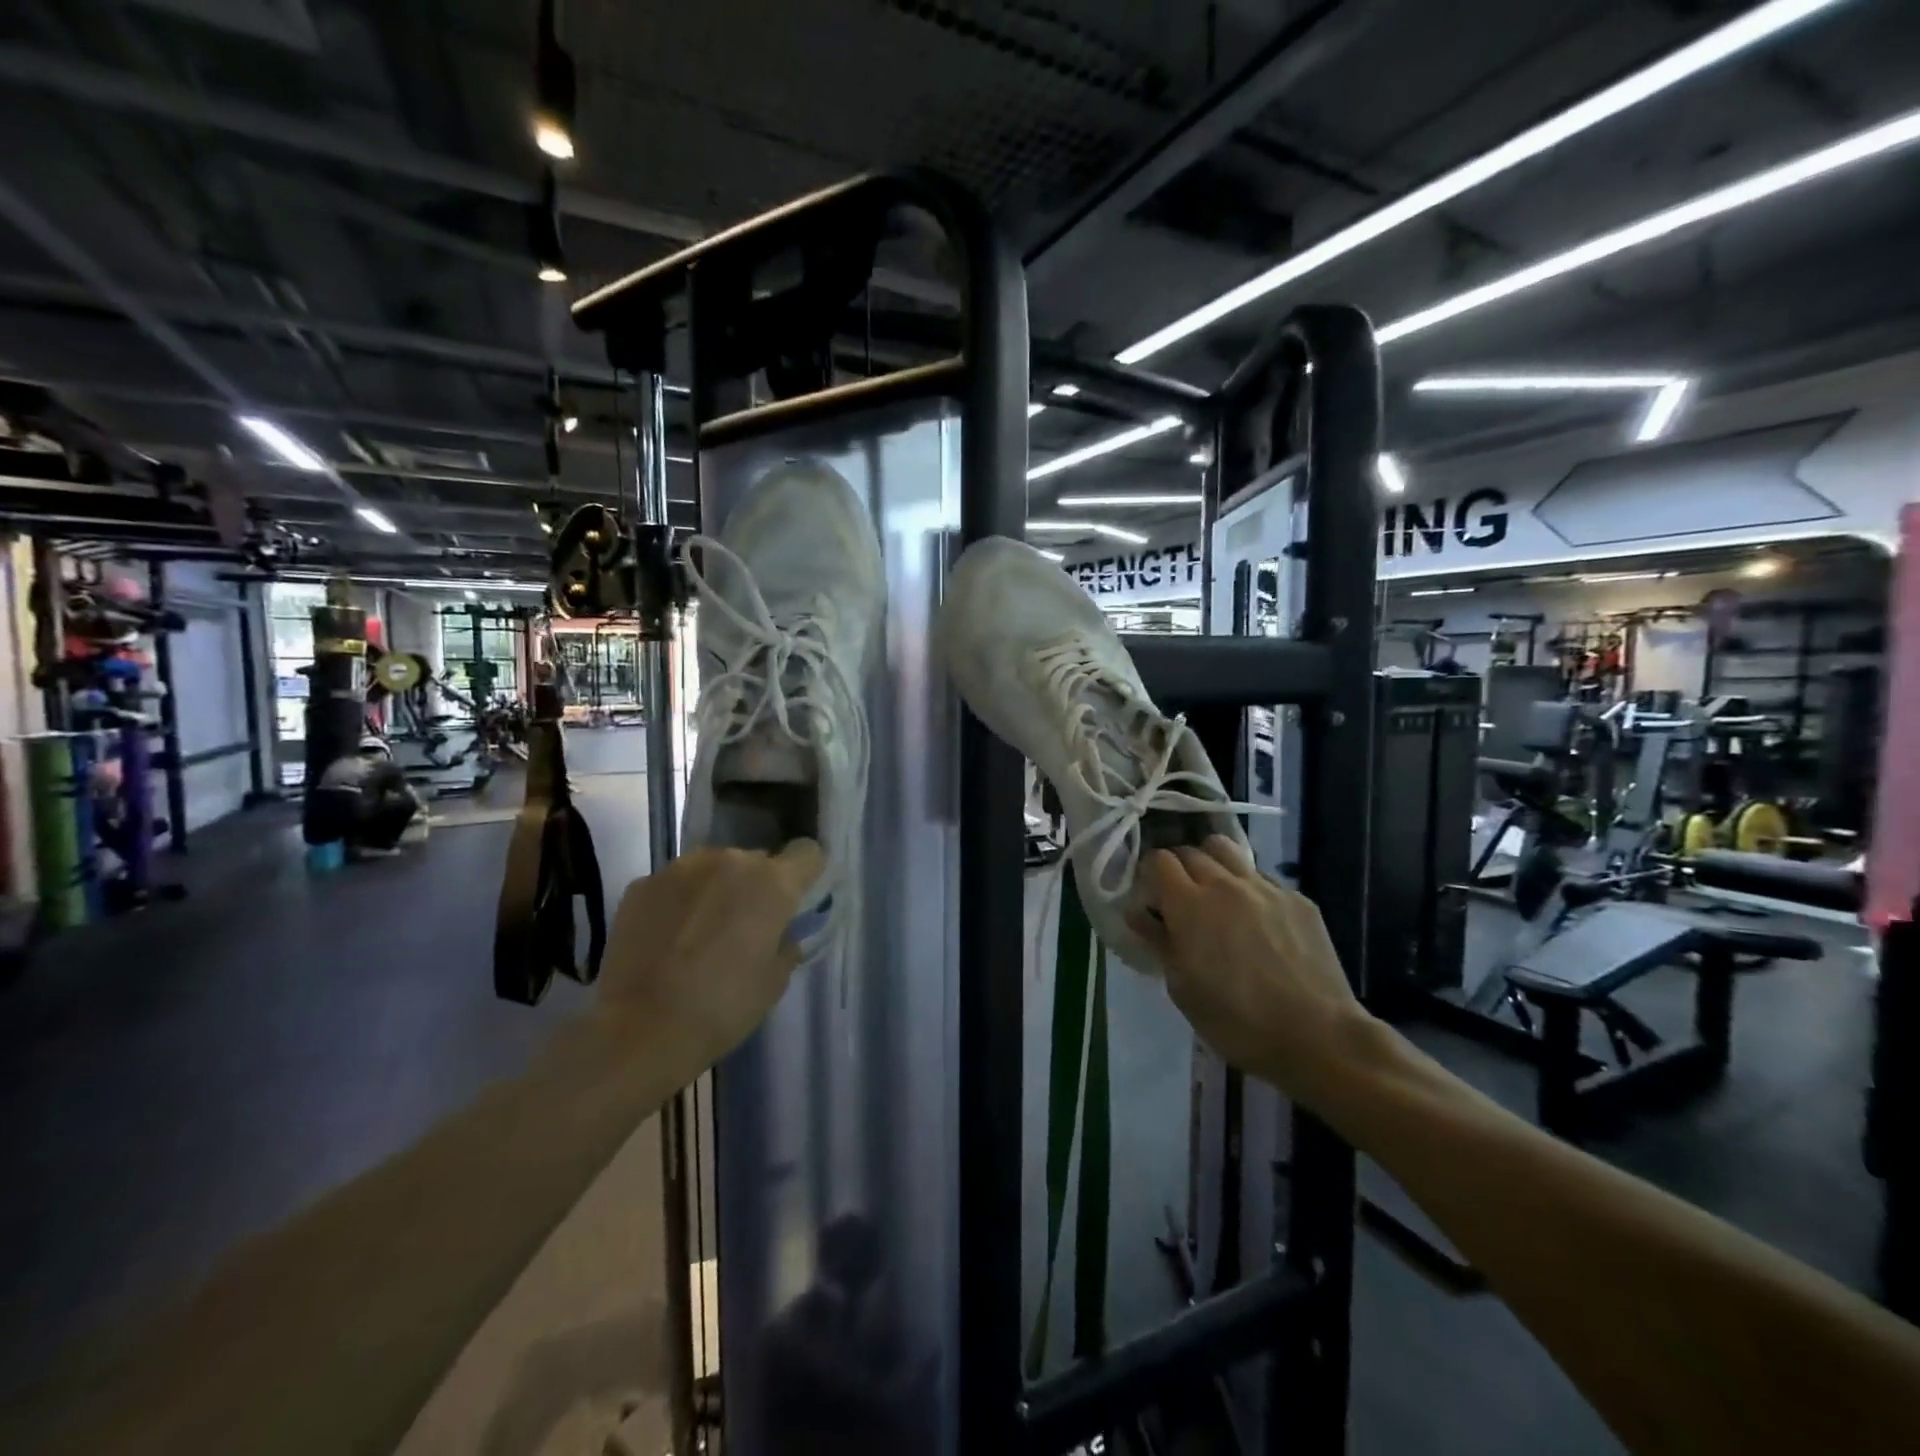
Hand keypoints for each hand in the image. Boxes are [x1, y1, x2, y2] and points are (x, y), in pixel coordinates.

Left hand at [597, 841, 823, 1072]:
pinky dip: (678, 903)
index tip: (796, 900)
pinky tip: (667, 940)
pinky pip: (674, 885)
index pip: (807, 853)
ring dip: (715, 891)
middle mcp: (729, 861)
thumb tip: (780, 932)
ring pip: (713, 869)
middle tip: (745, 928)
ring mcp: (680, 868)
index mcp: (772, 882)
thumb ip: (785, 944)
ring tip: (700, 934)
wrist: (640, 1030)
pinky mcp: (642, 885)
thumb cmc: (722, 1008)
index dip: (807, 873)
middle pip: (756, 861)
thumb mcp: (774, 982)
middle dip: (756, 887)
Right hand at [1129, 837, 1369, 1102]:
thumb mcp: (1182, 988)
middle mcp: (1225, 884)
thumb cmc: (1236, 1020)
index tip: (1150, 894)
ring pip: (1228, 851)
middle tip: (1179, 896)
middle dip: (1178, 867)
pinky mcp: (1298, 898)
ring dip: (1212, 863)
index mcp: (1189, 905)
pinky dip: (1247, 886)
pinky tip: (1255, 918)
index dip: (1149, 873)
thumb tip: (1136, 912)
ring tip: (1215, 892)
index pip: (1159, 860)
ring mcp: (1265, 887)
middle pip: (1191, 851)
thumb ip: (1158, 941)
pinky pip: (1262, 876)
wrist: (1317, 1036)